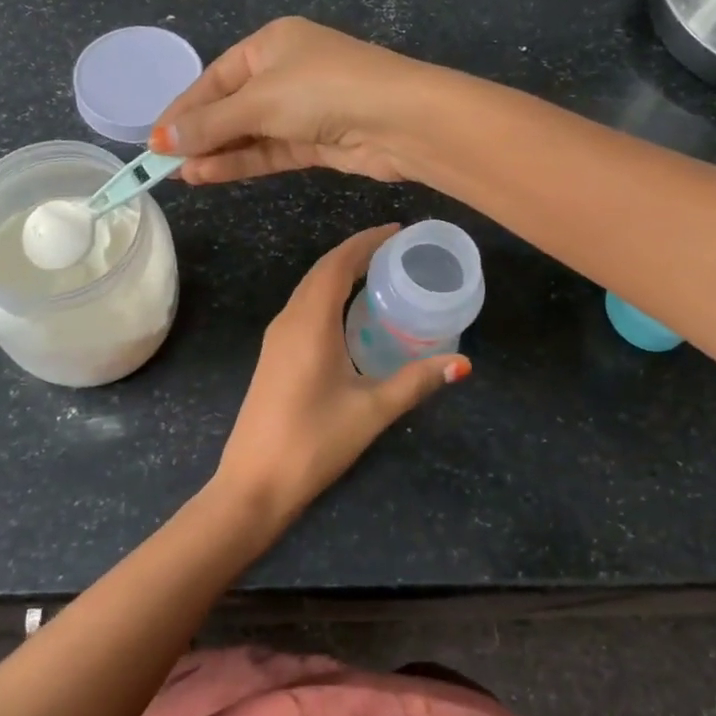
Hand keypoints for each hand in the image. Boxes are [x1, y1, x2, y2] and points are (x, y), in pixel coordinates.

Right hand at [150, 17, 438, 184]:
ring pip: (250, 132)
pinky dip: (243, 162)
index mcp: (271, 43)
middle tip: (163, 163)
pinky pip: (271, 151)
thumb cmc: (322, 90)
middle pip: (231, 105)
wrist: (399, 119)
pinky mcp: (317, 140)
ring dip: (218, 153)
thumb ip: (211, 123)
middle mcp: (286, 71)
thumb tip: (161, 141)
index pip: (215, 77)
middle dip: (199, 134)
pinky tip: (210, 175)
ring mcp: (303, 108)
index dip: (184, 109)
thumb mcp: (259, 101)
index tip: (154, 140)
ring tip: (181, 175)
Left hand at [213, 224, 468, 528]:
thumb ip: (416, 382)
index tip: (398, 231)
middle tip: (396, 249)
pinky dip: (328, 295)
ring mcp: (276, 338)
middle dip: (357, 252)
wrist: (253, 484)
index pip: (338, 264)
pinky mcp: (274, 356)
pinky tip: (349, 313)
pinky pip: (303, 308)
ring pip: (309, 289)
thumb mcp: (371, 410)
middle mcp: (288, 320)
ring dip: (340, 273)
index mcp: (310, 322)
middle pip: (322, 270)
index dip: (367, 241)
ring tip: (378, 273)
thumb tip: (462, 364)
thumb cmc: (313, 442)